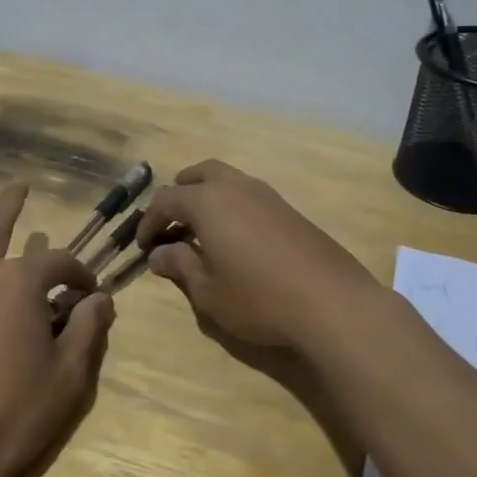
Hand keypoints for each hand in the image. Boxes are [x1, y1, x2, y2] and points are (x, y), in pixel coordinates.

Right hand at [137, 160, 378, 352]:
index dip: (149, 221)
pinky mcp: (291, 211)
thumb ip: (180, 266)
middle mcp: (236, 188)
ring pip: (228, 180)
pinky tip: (238, 239)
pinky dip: (233, 207)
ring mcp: (268, 196)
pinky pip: (250, 196)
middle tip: (172, 222)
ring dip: (208, 197)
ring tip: (203, 230)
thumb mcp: (209, 291)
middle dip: (180, 193)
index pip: (166, 200)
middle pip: (199, 174)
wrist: (332, 303)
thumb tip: (159, 254)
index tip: (144, 246)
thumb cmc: (259, 298)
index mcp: (208, 202)